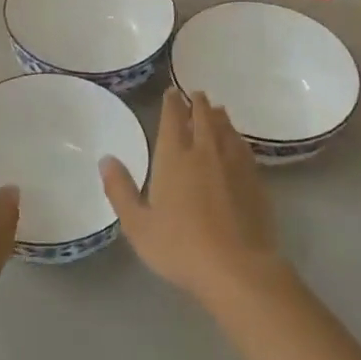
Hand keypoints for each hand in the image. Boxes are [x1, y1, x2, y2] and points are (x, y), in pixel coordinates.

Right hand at [100, 89, 285, 311]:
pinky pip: (244, 148)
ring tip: (217, 110)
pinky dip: (237, 138)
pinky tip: (237, 143)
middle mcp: (205, 152)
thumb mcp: (138, 224)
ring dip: (219, 117)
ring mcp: (234, 165)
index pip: (173, 120)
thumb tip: (106, 159)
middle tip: (197, 94)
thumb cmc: (180, 247)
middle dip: (198, 104)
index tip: (171, 92)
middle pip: (203, 118)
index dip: (171, 103)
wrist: (237, 267)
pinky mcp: (255, 180)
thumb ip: (120, 189)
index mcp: (174, 158)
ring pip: (226, 130)